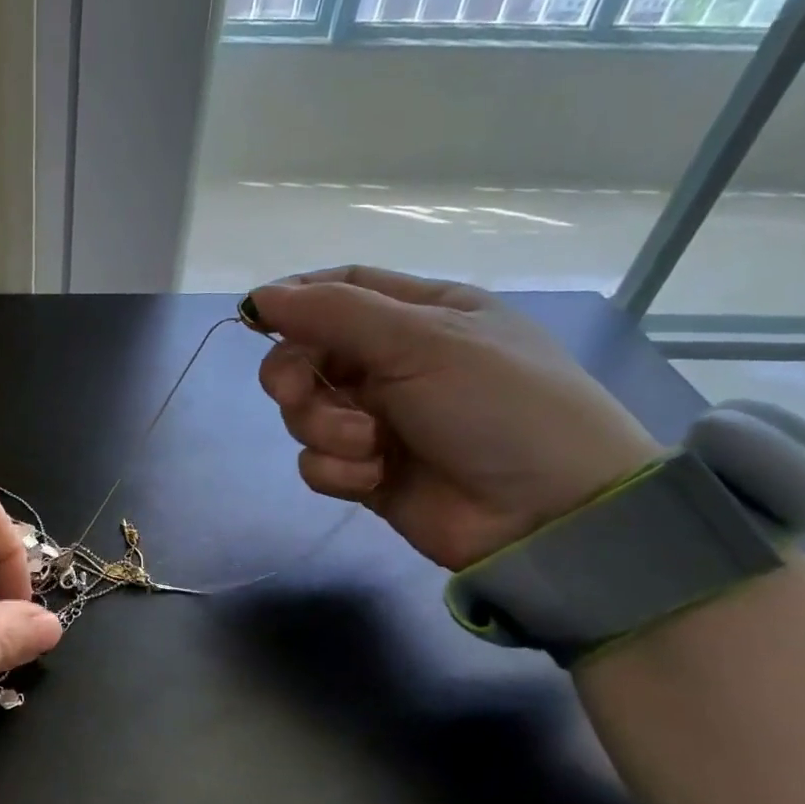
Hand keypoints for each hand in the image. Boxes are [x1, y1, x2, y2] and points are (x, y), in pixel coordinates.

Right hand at [251, 266, 661, 570]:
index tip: (255, 317)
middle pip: (308, 354)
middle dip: (294, 374)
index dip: (295, 299)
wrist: (549, 514)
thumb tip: (259, 296)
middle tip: (298, 393)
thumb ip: (335, 313)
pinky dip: (336, 468)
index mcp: (420, 315)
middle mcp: (395, 362)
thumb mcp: (422, 341)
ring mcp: (380, 420)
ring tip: (369, 445)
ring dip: (324, 427)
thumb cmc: (498, 405)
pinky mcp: (368, 471)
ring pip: (306, 411)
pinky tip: (373, 477)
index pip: (341, 289)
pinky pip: (318, 462)